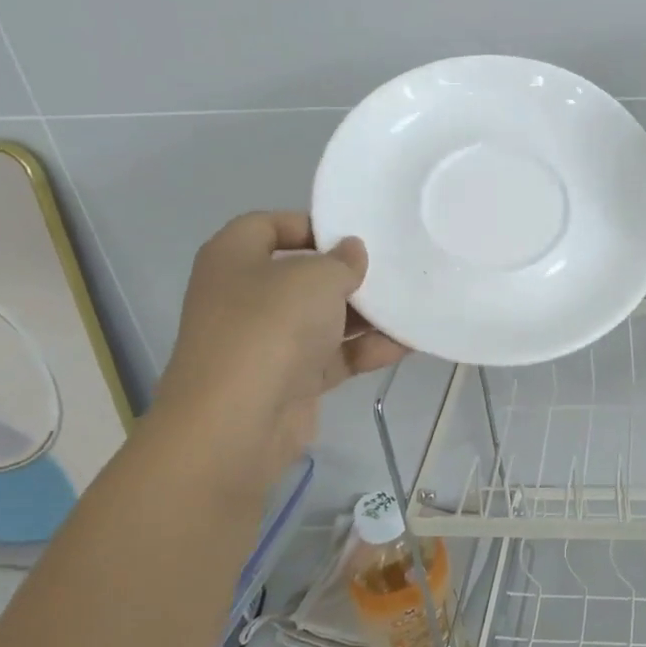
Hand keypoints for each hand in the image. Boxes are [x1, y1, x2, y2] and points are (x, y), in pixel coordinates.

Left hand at [151, 212, 404, 489]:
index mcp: (234, 259)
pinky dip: (366, 350)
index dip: (310, 225)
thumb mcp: (315, 278)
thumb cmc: (271, 327)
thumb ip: (342, 261)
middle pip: (302, 276)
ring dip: (366, 316)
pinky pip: (335, 356)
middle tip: (392, 270)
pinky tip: (407, 344)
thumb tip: (352, 252)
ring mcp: (268, 342)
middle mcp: (246, 297)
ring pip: (324, 319)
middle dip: (348, 275)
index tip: (355, 234)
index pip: (268, 226)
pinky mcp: (291, 379)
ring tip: (411, 306)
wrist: (239, 421)